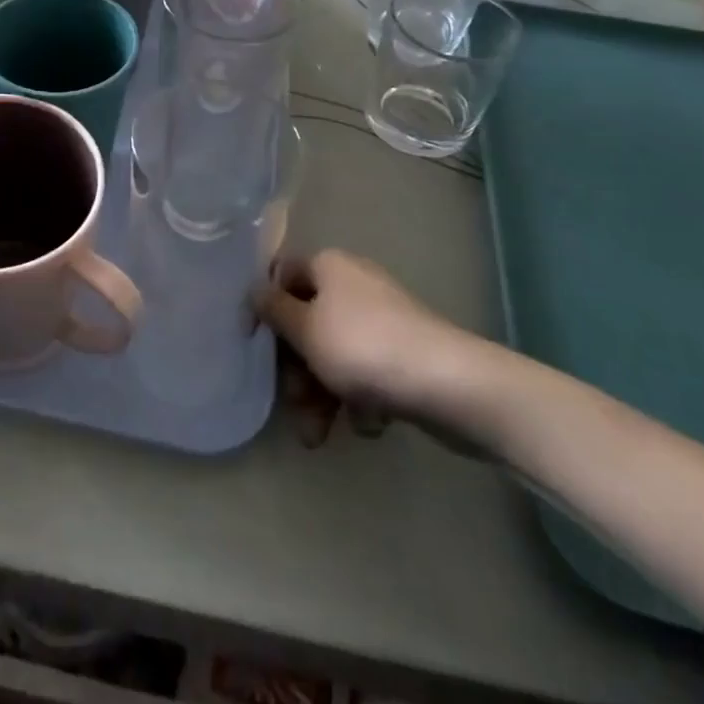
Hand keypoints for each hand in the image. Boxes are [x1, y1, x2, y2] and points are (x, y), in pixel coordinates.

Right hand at [256, 250, 491, 427]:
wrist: (451, 385)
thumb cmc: (364, 348)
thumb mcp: (305, 329)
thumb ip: (273, 310)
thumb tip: (255, 291)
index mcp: (329, 267)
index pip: (282, 276)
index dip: (264, 307)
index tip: (253, 344)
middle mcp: (354, 285)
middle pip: (308, 321)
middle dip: (296, 368)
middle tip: (294, 403)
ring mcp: (383, 320)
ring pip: (335, 353)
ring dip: (321, 393)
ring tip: (317, 436)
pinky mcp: (405, 353)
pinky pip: (367, 371)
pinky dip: (360, 397)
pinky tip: (369, 423)